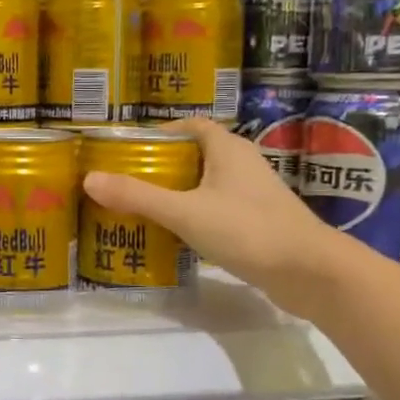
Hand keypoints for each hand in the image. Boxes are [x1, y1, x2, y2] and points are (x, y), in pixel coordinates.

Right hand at [80, 118, 358, 317]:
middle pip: (196, 155)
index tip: (130, 149)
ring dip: (178, 192)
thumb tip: (89, 179)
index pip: (191, 126)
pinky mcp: (259, 223)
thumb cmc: (247, 230)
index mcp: (227, 149)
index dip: (161, 132)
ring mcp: (254, 195)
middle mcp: (242, 165)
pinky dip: (195, 215)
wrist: (311, 273)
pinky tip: (175, 235)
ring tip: (142, 207)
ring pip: (207, 184)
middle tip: (127, 181)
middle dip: (162, 165)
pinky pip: (218, 209)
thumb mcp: (184, 212)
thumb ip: (137, 196)